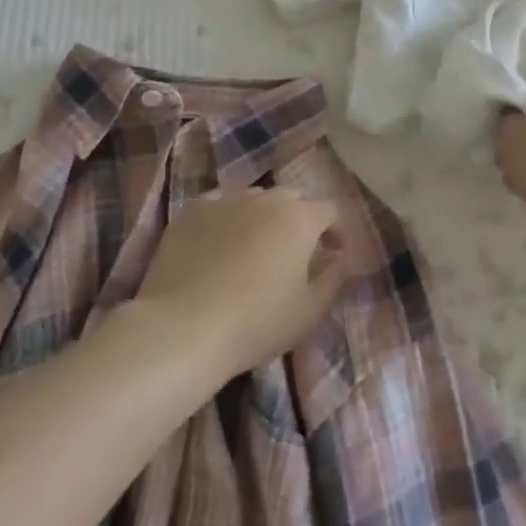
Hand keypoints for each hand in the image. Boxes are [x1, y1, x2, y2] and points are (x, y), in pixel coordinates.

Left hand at [136, 189, 347, 379]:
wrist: (183, 328)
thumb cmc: (256, 323)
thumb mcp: (309, 311)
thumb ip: (334, 277)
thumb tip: (341, 256)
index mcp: (299, 219)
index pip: (329, 210)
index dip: (335, 230)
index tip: (332, 253)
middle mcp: (265, 198)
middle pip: (291, 198)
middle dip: (298, 219)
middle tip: (292, 252)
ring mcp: (225, 200)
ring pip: (253, 198)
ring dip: (261, 216)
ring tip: (253, 247)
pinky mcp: (191, 211)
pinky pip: (218, 205)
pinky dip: (225, 219)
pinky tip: (217, 245)